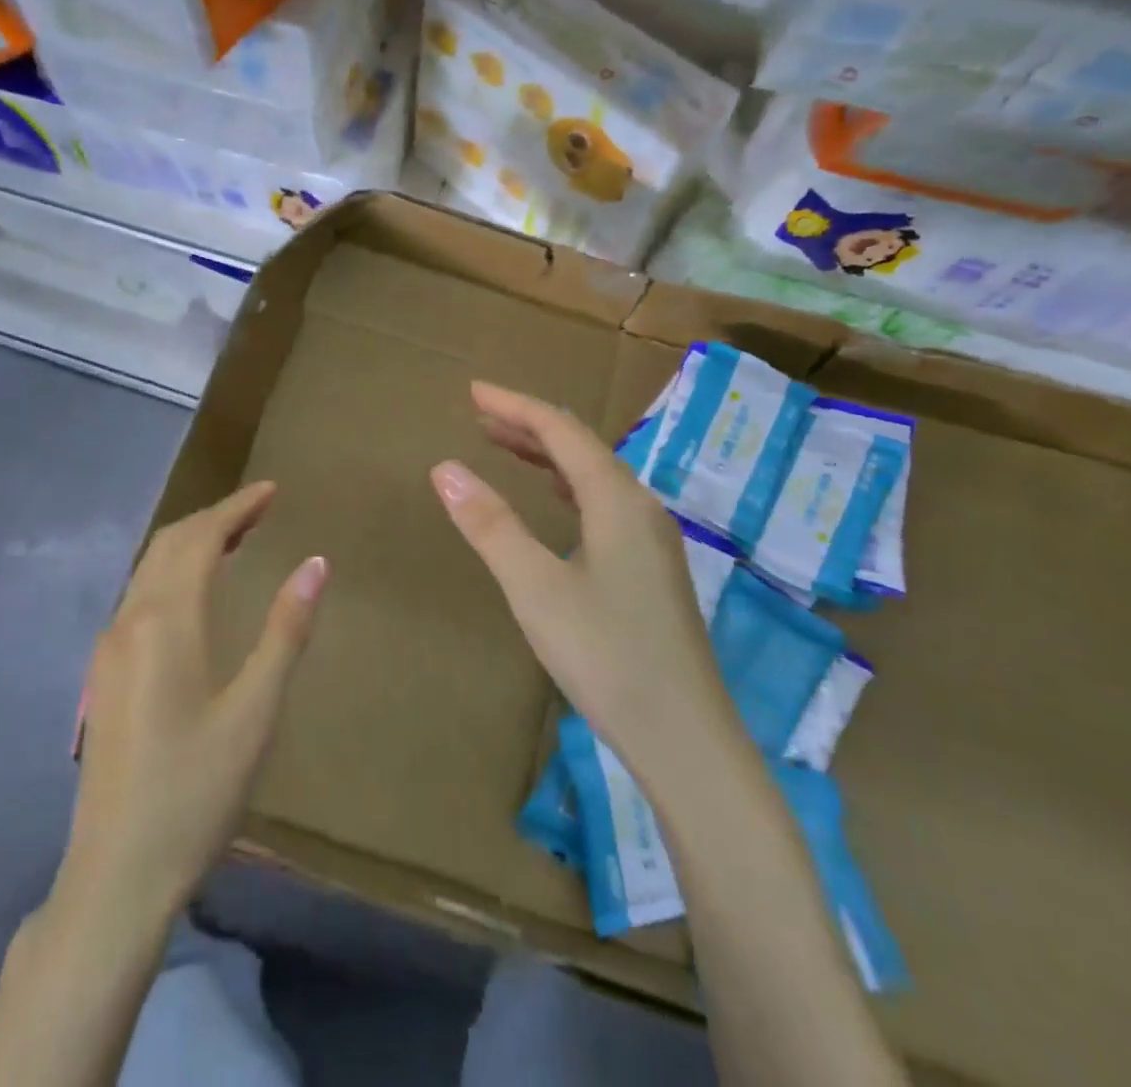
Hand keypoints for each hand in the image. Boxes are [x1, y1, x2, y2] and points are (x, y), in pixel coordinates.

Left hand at [62, 481, 326, 920]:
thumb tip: (315, 563)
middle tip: (259, 510)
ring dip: (190, 543)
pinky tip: (196, 593)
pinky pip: (139, 596)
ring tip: (235, 540)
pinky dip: (172, 572)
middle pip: (169, 544)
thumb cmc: (196, 791)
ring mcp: (109, 648)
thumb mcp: (255, 711)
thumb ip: (285, 630)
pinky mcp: (104, 674)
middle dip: (214, 518)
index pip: (200, 539)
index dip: (237, 508)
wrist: (116, 874)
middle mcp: (129, 620)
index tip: (272, 490)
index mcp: (165, 622)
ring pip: (149, 569)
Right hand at [430, 382, 727, 775]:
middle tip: (479, 414)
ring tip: (503, 444)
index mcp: (617, 500)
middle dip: (528, 424)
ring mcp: (651, 538)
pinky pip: (603, 503)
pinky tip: (554, 499)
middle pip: (580, 447)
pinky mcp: (651, 567)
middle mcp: (640, 507)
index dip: (515, 406)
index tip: (472, 393)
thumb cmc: (607, 656)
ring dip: (547, 454)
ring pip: (594, 475)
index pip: (560, 431)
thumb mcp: (535, 588)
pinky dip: (567, 486)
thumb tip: (445, 468)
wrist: (685, 738)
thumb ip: (490, 525)